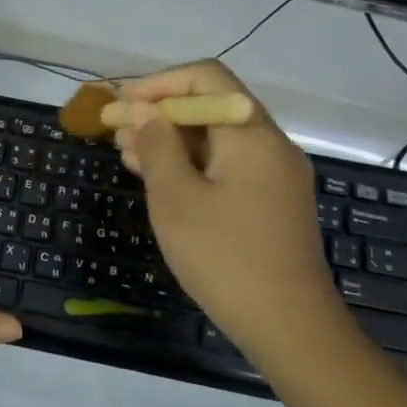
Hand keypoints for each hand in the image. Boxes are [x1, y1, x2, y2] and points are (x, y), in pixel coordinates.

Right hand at [113, 60, 341, 353]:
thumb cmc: (225, 257)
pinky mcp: (271, 202)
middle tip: (116, 131)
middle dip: (160, 112)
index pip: (206, 78)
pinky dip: (191, 164)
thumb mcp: (176, 198)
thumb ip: (157, 146)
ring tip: (127, 154)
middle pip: (212, 105)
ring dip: (172, 139)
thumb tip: (143, 111)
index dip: (158, 84)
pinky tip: (158, 179)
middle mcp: (270, 145)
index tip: (120, 105)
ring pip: (217, 138)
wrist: (289, 327)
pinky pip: (226, 165)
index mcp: (251, 134)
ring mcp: (274, 175)